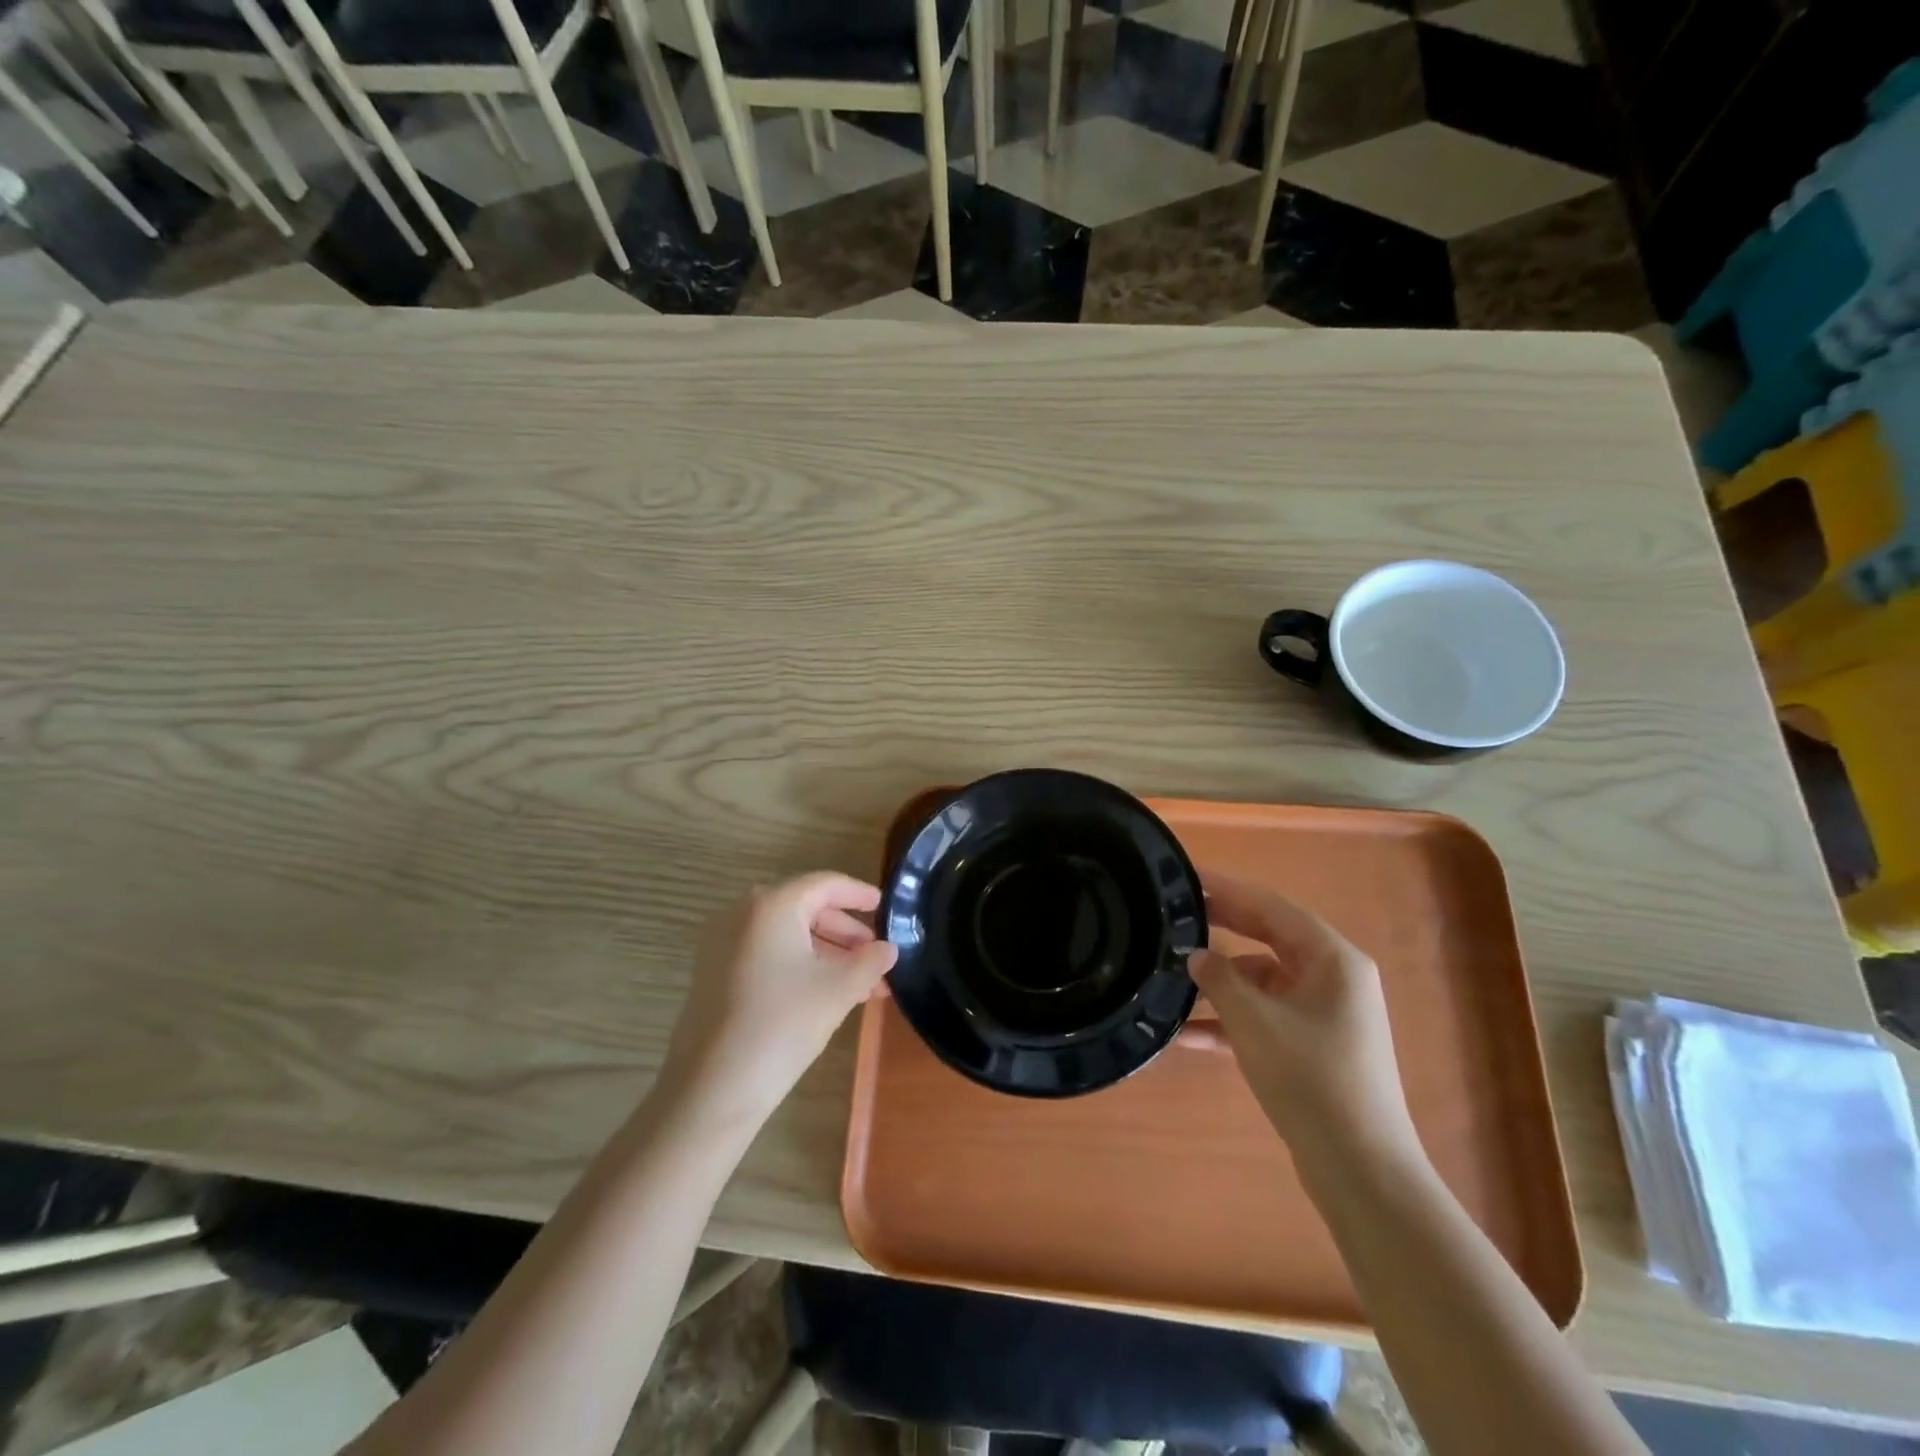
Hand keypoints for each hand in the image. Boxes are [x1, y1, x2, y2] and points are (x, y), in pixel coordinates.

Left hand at [659, 873, 897, 1126]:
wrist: (711, 1089)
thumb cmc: (782, 1025)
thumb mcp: (838, 990)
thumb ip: (870, 962)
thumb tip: (888, 949)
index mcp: (772, 905)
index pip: (825, 884)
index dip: (858, 894)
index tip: (884, 905)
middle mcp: (743, 913)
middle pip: (805, 909)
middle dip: (846, 933)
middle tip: (876, 956)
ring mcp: (723, 943)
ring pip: (787, 935)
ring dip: (826, 954)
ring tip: (860, 985)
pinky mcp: (714, 973)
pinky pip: (767, 954)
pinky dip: (799, 965)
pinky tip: (825, 994)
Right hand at [1188, 870, 1414, 1159]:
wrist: (1361, 1170)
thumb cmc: (1311, 1080)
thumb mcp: (1255, 1022)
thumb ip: (1220, 979)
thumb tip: (1195, 954)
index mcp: (1332, 959)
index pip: (1271, 907)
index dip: (1228, 889)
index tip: (1187, 876)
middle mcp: (1333, 978)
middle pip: (1268, 938)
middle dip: (1222, 928)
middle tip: (1175, 915)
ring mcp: (1325, 1014)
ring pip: (1263, 980)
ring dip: (1222, 982)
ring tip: (1172, 977)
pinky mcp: (1313, 1046)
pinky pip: (1266, 1016)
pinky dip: (1232, 1020)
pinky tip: (1190, 1033)